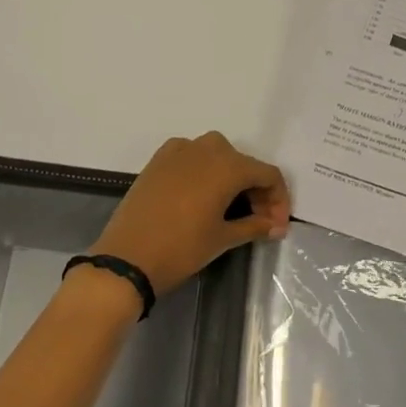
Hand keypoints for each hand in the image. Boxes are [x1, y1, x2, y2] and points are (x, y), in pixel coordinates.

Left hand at [91, 133, 292, 296]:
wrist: (126, 258)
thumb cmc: (181, 249)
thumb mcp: (223, 238)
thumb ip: (255, 225)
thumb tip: (276, 225)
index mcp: (227, 165)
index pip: (267, 174)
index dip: (279, 199)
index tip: (277, 226)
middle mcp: (206, 148)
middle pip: (244, 163)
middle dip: (256, 190)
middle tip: (259, 221)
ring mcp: (179, 150)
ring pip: (218, 156)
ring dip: (231, 179)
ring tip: (232, 210)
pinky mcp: (159, 159)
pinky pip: (192, 158)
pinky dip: (205, 172)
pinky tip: (202, 197)